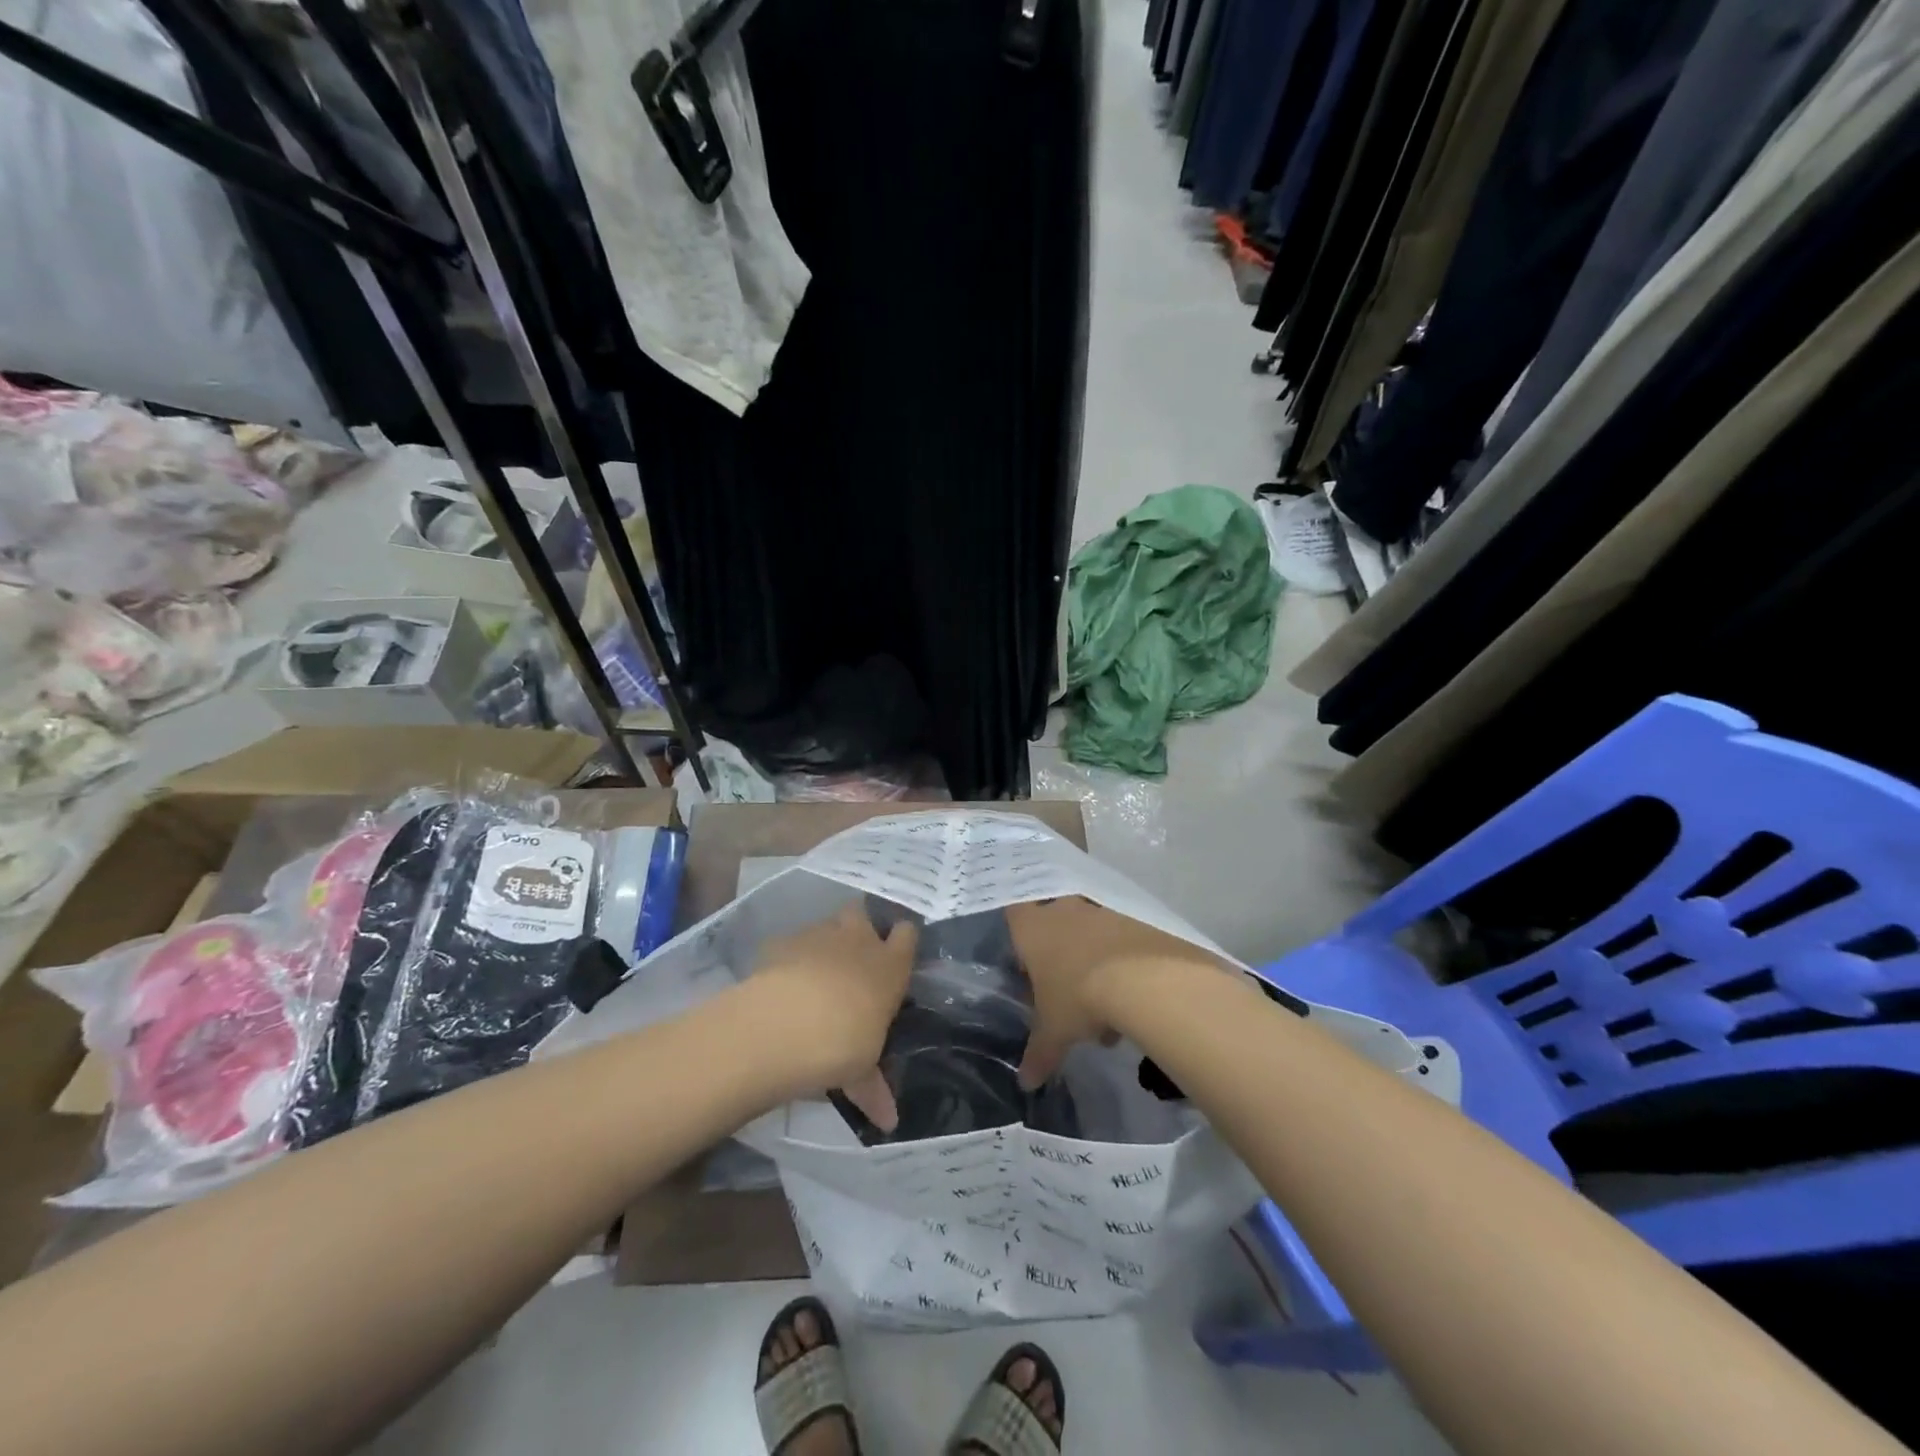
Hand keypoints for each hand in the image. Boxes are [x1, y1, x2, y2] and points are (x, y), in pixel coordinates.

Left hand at [742, 904, 917, 1129]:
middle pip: (862, 913)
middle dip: (858, 928)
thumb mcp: (861, 1072)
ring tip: (813, 975)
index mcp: (889, 966)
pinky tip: (780, 984)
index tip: (895, 957)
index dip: (901, 942)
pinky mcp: (780, 942)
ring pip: (826, 925)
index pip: (906, 934)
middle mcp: (857, 940)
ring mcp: (817, 935)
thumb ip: (873, 1089)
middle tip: (851, 957)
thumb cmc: (841, 1045)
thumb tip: (889, 1122)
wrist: (782, 1026)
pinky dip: (787, 959)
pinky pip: (790, 944)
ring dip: (823, 943)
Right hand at [1007, 896, 1230, 1087]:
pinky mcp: (1132, 919)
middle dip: (1058, 958)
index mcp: (1032, 928)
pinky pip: (1117, 941)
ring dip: (1092, 965)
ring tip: (1104, 1013)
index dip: (1019, 941)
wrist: (1143, 978)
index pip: (1014, 917)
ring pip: (1087, 935)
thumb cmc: (1079, 996)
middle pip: (1052, 926)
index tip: (1028, 969)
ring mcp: (1099, 911)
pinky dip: (1120, 965)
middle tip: (1063, 992)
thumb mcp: (1054, 1033)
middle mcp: (1062, 910)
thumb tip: (1025, 1083)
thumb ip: (1038, 1054)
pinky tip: (1129, 1001)